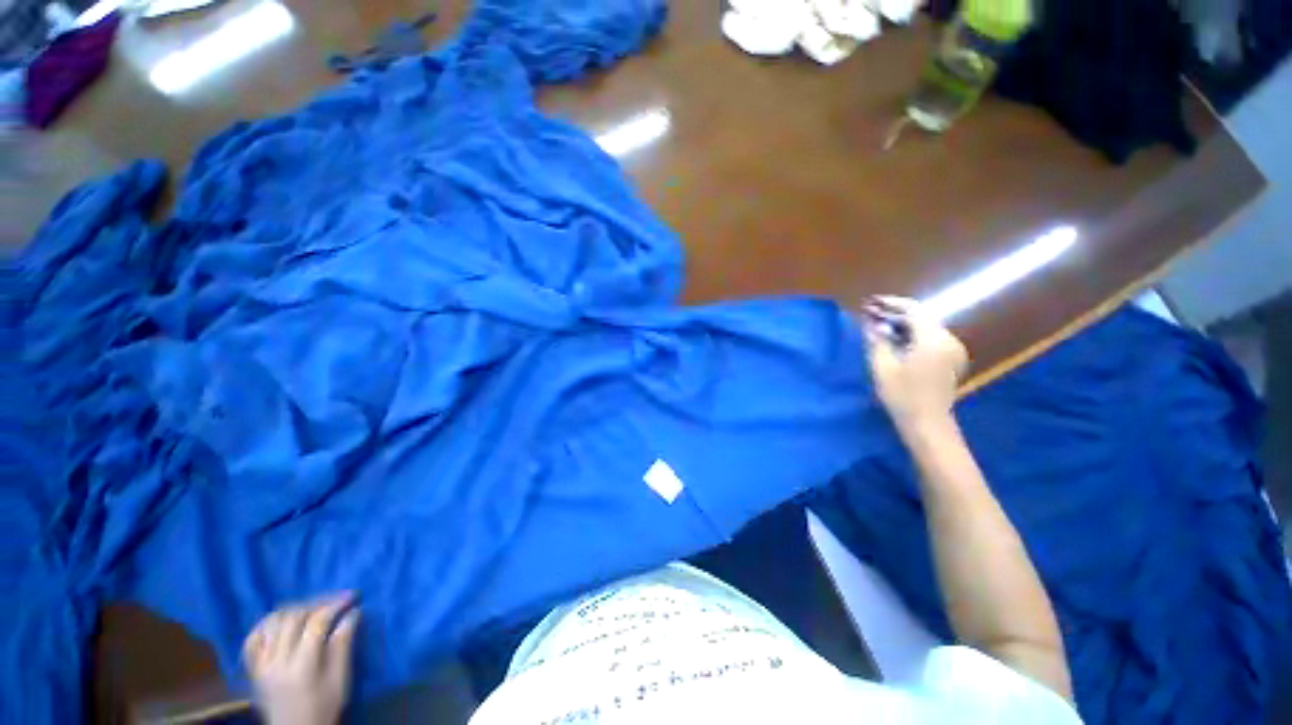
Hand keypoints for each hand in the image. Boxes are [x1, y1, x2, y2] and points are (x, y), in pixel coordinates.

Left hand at [243, 593, 360, 724]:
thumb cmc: (324, 707)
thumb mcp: (340, 680)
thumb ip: (343, 645)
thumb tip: (353, 613)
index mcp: (302, 667)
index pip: (316, 624)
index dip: (335, 605)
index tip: (352, 596)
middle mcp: (277, 663)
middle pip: (293, 619)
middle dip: (317, 603)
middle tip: (335, 600)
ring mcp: (261, 666)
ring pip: (272, 624)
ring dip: (294, 610)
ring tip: (312, 609)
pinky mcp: (253, 669)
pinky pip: (253, 639)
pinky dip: (266, 625)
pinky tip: (281, 622)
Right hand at [861, 296, 967, 432]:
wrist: (928, 423)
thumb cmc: (902, 395)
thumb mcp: (883, 366)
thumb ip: (878, 340)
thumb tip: (872, 322)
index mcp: (933, 339)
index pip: (913, 310)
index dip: (890, 303)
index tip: (870, 302)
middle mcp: (948, 339)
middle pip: (921, 317)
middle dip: (895, 313)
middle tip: (870, 314)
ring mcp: (952, 350)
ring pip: (925, 327)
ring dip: (902, 324)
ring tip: (879, 325)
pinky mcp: (951, 359)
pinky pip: (930, 338)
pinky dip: (912, 334)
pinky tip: (895, 339)